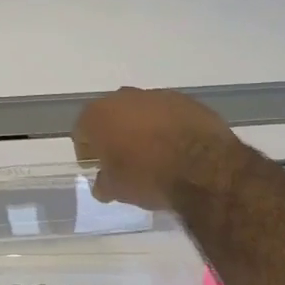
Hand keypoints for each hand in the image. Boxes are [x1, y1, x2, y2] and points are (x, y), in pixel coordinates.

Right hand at [72, 88, 238, 210]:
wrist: (203, 167)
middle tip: (122, 158)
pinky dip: (167, 126)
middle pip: (110, 116)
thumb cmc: (148, 177)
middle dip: (113, 134)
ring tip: (153, 153)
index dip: (86, 150)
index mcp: (98, 116)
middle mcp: (122, 98)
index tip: (96, 166)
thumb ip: (103, 184)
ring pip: (139, 111)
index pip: (81, 131)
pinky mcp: (184, 99)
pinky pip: (166, 113)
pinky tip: (176, 147)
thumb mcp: (118, 190)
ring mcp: (155, 95)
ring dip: (141, 128)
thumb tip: (102, 184)